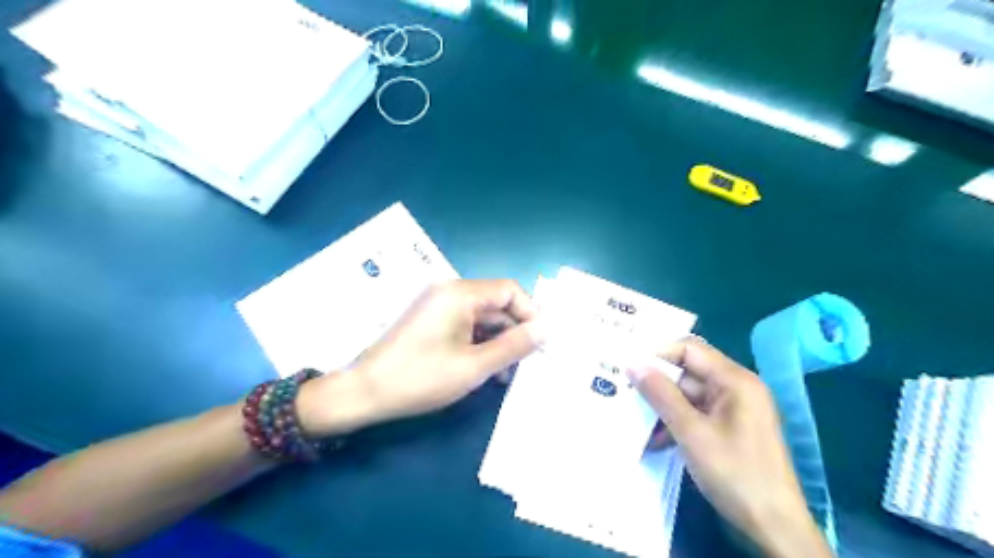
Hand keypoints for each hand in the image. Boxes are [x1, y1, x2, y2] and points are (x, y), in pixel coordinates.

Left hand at [296, 279, 542, 436]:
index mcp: (460, 293)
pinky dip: (480, 343)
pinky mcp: (431, 320)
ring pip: (483, 317)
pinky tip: (487, 369)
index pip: (510, 290)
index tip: (542, 343)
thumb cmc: (421, 377)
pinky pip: (466, 325)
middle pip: (497, 303)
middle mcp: (450, 291)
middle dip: (515, 332)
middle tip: (527, 363)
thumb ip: (514, 345)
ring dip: (499, 341)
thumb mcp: (475, 366)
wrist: (365, 392)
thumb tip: (546, 329)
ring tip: (507, 374)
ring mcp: (438, 305)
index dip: (530, 314)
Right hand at [627, 335, 832, 557]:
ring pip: (688, 395)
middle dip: (657, 384)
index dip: (658, 354)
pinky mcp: (730, 428)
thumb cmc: (735, 474)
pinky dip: (676, 422)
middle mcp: (736, 388)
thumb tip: (633, 364)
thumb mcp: (691, 432)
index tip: (629, 368)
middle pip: (688, 372)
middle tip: (624, 392)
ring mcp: (734, 409)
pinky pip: (696, 414)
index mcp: (735, 380)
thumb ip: (661, 395)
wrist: (774, 527)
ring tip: (635, 421)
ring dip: (663, 407)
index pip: (689, 349)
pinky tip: (655, 440)